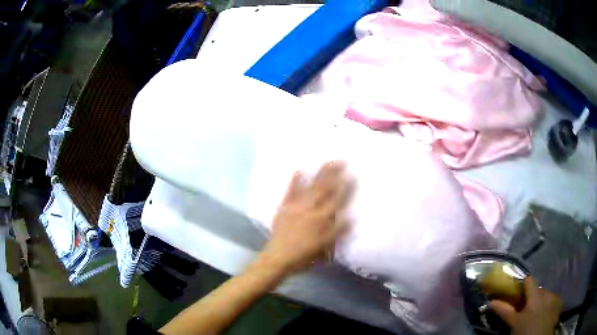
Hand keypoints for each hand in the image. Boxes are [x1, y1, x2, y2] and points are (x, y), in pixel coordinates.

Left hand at [260, 161, 352, 273]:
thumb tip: (351, 217)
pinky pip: (290, 192)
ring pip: (311, 187)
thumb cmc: (304, 255)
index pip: (337, 200)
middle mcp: (310, 209)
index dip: (345, 187)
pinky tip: (299, 170)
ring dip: (319, 174)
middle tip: (341, 161)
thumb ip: (338, 231)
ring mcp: (296, 206)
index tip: (351, 175)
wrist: (278, 257)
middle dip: (333, 174)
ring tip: (327, 163)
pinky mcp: (284, 207)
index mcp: (321, 219)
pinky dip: (295, 181)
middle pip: (324, 189)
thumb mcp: (325, 248)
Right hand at [489, 276, 562, 334]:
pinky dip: (549, 305)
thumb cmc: (525, 332)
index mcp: (535, 296)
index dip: (523, 283)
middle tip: (527, 309)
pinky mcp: (560, 304)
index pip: (529, 280)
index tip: (517, 290)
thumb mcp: (514, 323)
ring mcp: (555, 298)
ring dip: (542, 302)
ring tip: (537, 314)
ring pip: (547, 295)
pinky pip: (554, 300)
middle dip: (533, 297)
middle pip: (539, 289)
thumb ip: (505, 311)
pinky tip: (546, 315)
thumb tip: (491, 301)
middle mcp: (547, 293)